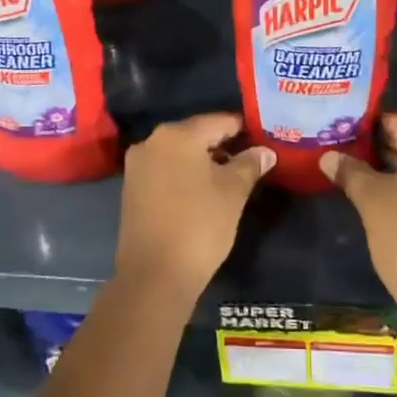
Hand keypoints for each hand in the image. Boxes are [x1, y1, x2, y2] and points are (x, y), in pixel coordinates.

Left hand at [116, 112, 273, 303]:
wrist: (154, 275)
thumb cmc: (199, 226)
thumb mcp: (233, 192)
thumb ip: (250, 164)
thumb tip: (265, 151)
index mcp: (177, 134)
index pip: (219, 121)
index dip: (243, 130)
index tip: (262, 141)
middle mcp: (152, 141)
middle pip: (196, 134)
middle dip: (223, 145)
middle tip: (249, 161)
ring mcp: (137, 165)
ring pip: (179, 152)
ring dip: (203, 161)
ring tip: (229, 179)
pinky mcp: (131, 187)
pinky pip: (164, 169)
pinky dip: (183, 174)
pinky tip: (202, 192)